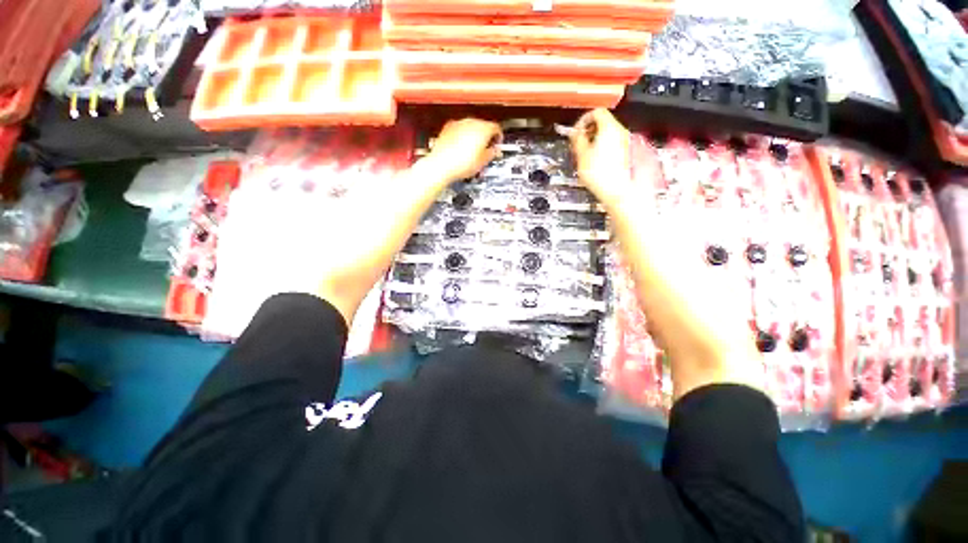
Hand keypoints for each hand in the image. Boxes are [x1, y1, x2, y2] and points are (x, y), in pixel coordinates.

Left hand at [424, 119, 502, 183]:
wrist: (441, 165)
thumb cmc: (461, 164)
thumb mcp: (483, 162)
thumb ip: (492, 153)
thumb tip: (495, 151)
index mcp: (483, 129)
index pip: (496, 128)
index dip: (498, 137)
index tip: (497, 144)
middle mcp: (471, 122)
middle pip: (483, 125)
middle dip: (486, 136)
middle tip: (486, 149)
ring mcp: (458, 123)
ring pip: (471, 126)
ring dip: (474, 136)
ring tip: (473, 150)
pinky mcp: (448, 127)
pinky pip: (459, 129)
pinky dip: (462, 136)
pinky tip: (462, 148)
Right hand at [568, 108, 632, 208]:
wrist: (616, 190)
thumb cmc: (600, 175)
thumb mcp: (581, 155)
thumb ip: (577, 139)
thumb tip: (575, 133)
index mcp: (609, 128)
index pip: (596, 112)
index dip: (583, 120)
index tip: (576, 130)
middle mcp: (619, 132)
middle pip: (603, 122)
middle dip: (589, 130)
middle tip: (579, 142)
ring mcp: (624, 142)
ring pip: (608, 133)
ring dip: (595, 139)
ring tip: (586, 153)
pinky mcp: (625, 153)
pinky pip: (612, 143)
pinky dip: (602, 147)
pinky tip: (595, 160)